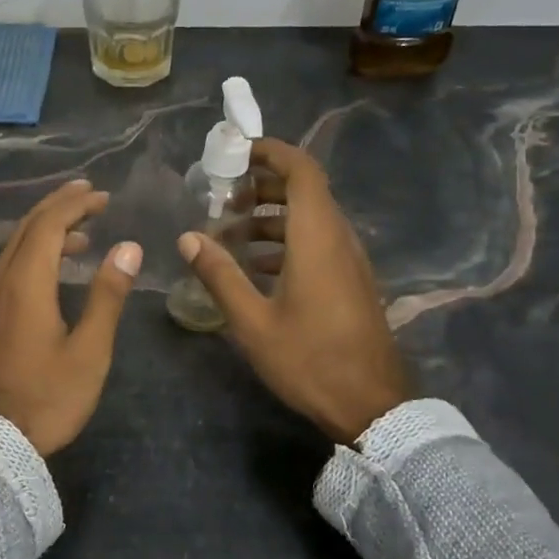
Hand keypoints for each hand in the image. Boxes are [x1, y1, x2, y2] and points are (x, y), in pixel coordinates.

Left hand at [0, 179, 143, 455]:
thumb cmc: (48, 398)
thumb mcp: (89, 350)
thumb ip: (107, 295)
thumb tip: (128, 247)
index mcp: (26, 283)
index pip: (48, 224)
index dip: (74, 204)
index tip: (102, 195)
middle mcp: (0, 282)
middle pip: (26, 228)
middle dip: (58, 206)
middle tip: (90, 195)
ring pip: (14, 248)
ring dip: (45, 230)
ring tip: (81, 234)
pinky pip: (8, 268)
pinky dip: (32, 254)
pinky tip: (51, 270)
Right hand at [178, 138, 410, 443]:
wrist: (371, 405)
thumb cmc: (309, 359)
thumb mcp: (252, 321)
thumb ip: (219, 275)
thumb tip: (187, 238)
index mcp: (317, 237)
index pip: (301, 170)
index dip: (271, 152)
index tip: (235, 153)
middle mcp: (337, 239)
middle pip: (304, 191)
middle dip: (261, 186)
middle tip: (221, 198)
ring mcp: (348, 261)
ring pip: (309, 219)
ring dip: (270, 217)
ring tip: (228, 234)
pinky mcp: (350, 282)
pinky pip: (316, 243)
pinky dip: (284, 242)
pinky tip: (253, 268)